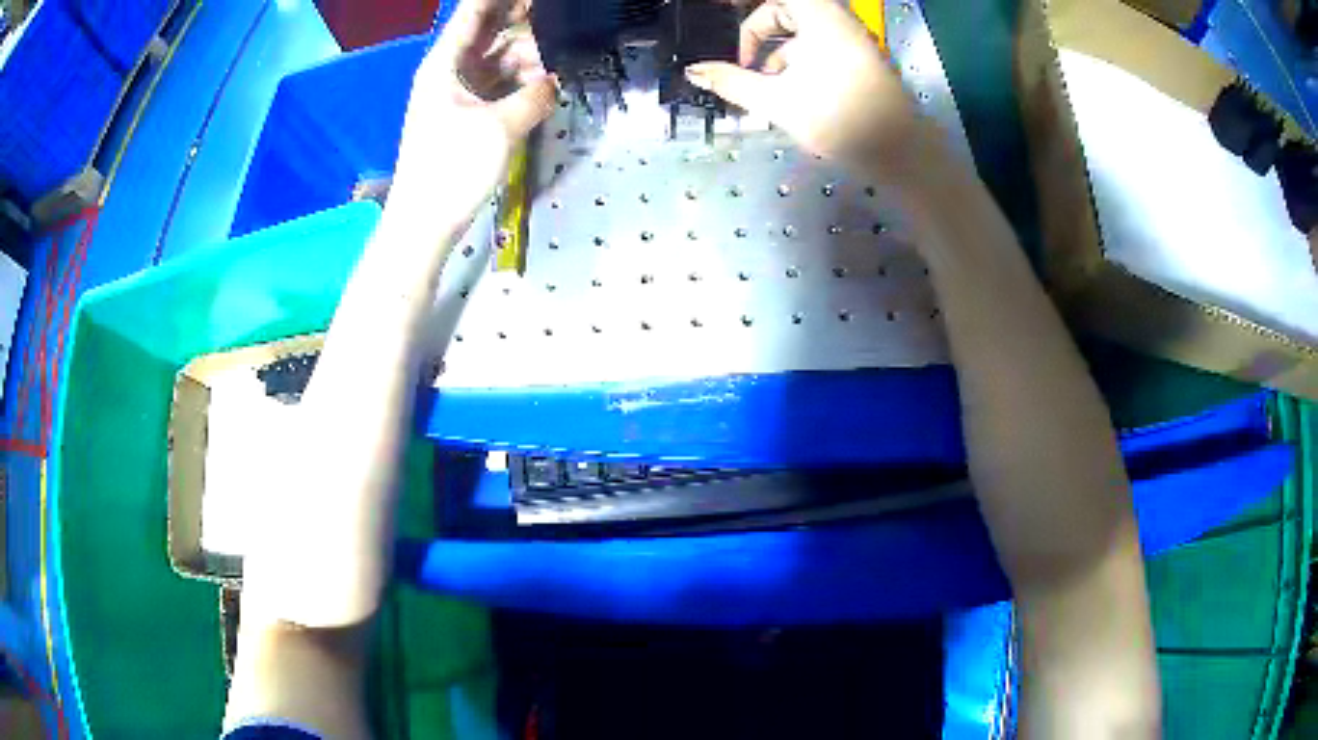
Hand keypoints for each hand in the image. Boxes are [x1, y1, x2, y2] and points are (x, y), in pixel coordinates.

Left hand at [389, 0, 558, 220]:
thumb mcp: (500, 127)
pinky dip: (519, 83)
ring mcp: (458, 95)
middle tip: (560, 19)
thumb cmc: (452, 168)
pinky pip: (497, 86)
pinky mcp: (466, 117)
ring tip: (560, 55)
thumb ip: (535, 96)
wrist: (425, 222)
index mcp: (445, 64)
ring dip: (526, 57)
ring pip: (497, 61)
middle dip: (523, 24)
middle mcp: (450, 72)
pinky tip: (545, 82)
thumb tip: (555, 81)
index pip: (473, 14)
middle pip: (489, 35)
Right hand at [685, 0, 933, 183]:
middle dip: (759, 30)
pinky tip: (790, 89)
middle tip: (743, 58)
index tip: (723, 10)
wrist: (900, 152)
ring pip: (803, 28)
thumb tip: (694, 72)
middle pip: (787, 8)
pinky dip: (799, 57)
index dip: (747, 6)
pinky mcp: (859, 58)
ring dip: (778, 48)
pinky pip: (820, 42)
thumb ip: (732, 82)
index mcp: (819, 18)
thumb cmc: (839, 120)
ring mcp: (852, 39)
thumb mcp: (777, 101)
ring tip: (765, 82)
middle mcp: (838, 20)